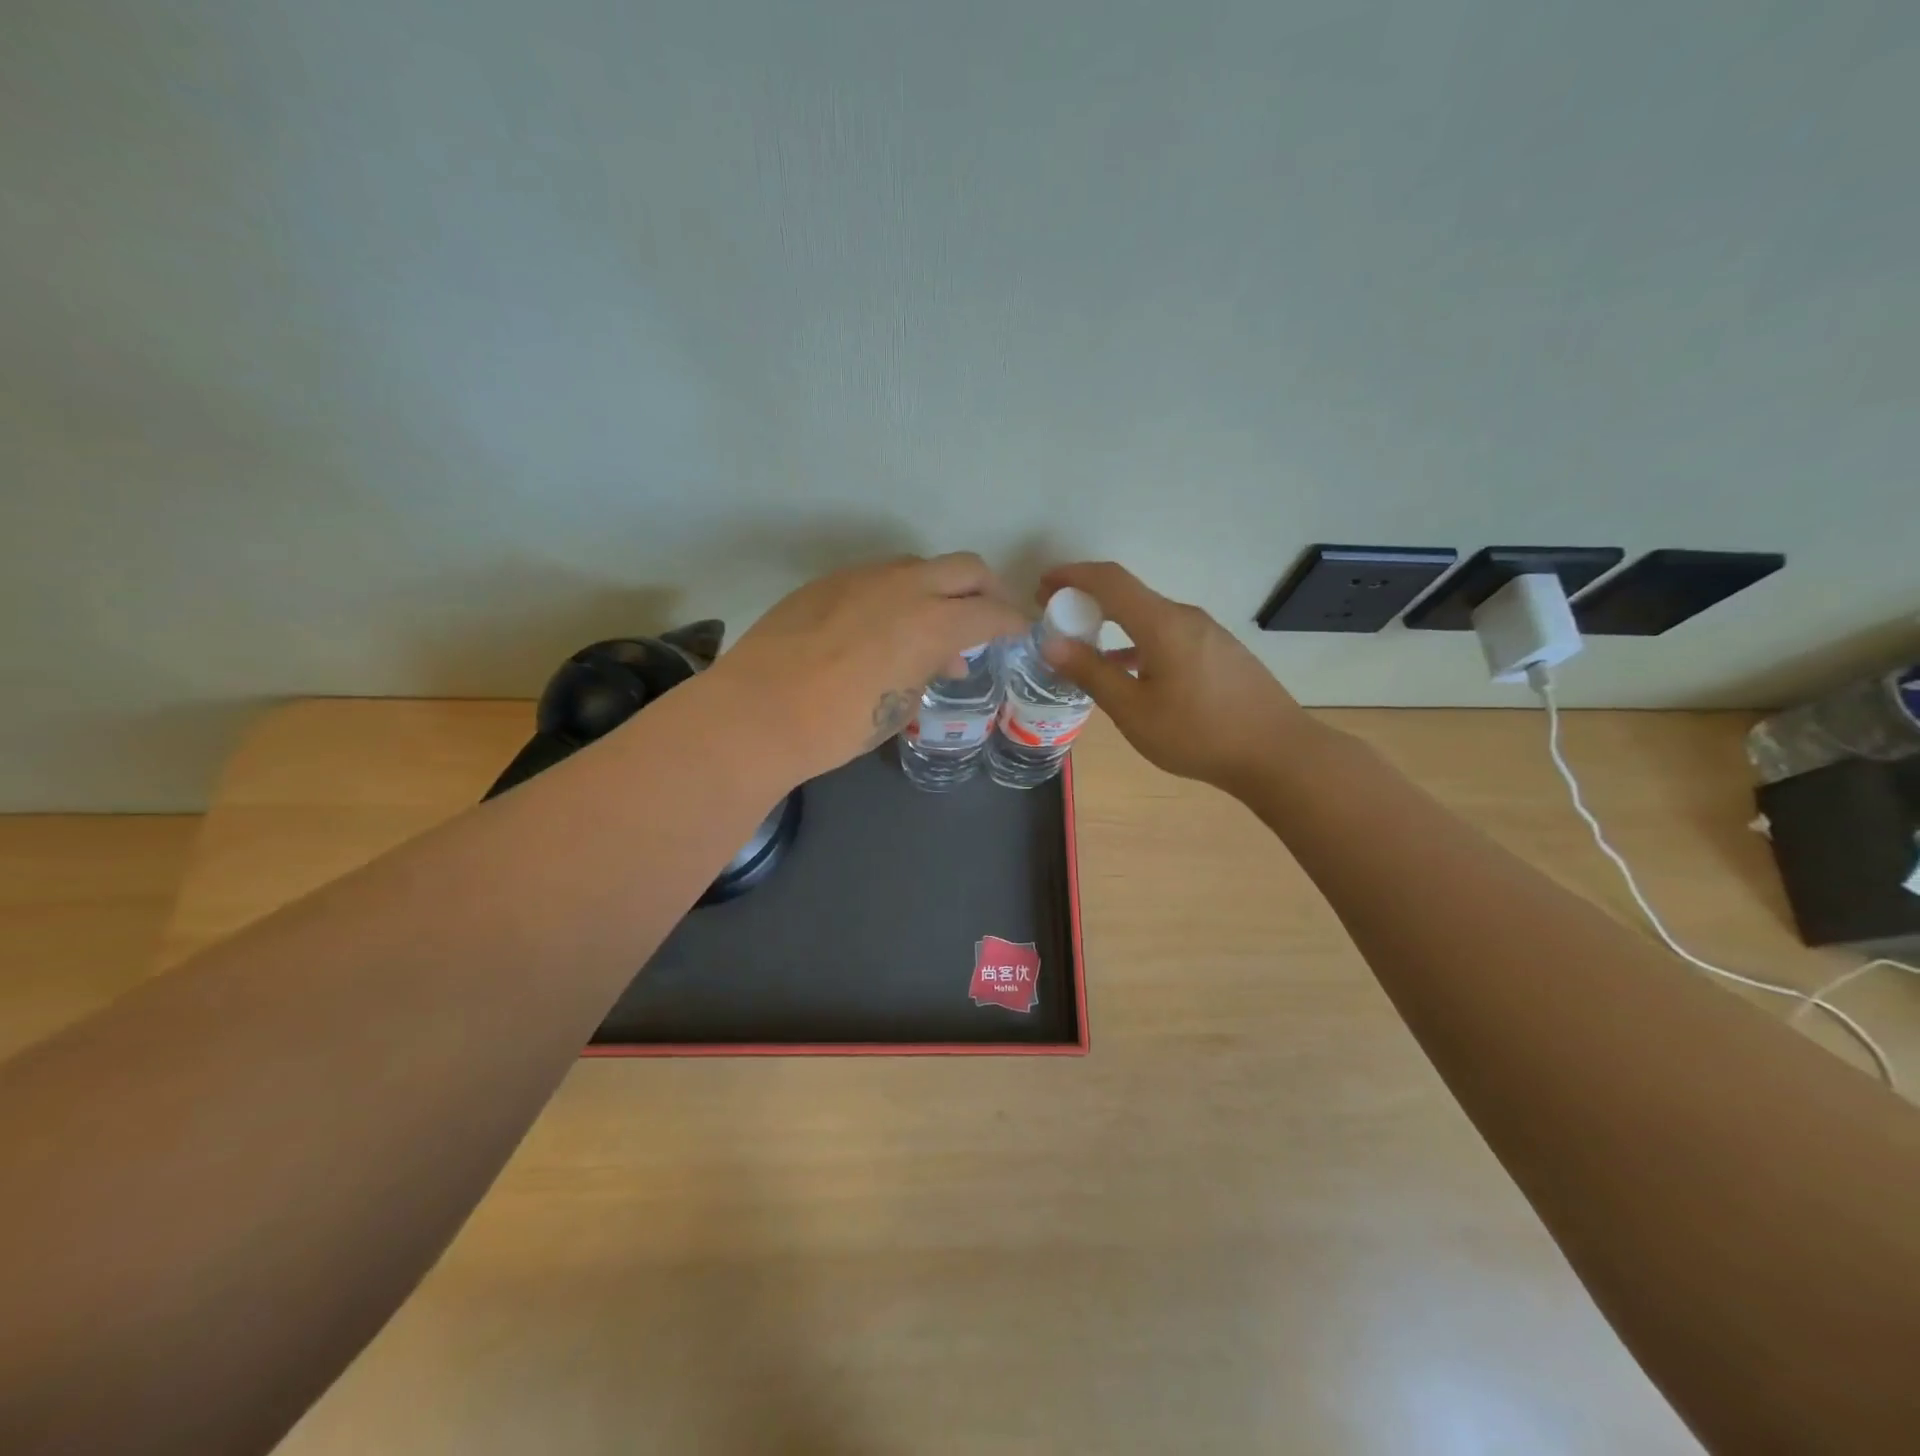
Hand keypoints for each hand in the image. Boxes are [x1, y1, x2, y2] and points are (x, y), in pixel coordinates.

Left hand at [711, 553, 1027, 781]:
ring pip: (918, 566)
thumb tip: (944, 656)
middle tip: (986, 617)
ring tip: (927, 625)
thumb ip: (931, 670)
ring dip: (937, 589)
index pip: (993, 611)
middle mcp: (905, 586)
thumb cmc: (840, 725)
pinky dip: (895, 594)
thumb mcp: (902, 706)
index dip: (1014, 622)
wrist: (759, 713)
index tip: (1020, 632)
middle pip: (966, 568)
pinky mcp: (827, 581)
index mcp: (933, 622)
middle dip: (986, 590)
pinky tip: (878, 626)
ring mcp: (863, 577)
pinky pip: (877, 576)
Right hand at [1037, 562, 1315, 792]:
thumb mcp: (1134, 710)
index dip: (1072, 575)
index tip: (1041, 586)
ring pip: (1149, 617)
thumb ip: (1092, 673)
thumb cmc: (1198, 734)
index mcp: (1162, 623)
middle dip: (1088, 599)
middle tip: (1056, 615)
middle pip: (1129, 595)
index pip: (1110, 580)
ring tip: (1085, 644)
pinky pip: (1168, 634)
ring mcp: (1207, 634)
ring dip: (1113, 622)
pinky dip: (1137, 641)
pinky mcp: (1219, 652)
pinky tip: (1129, 670)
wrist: (1278, 754)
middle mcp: (1186, 617)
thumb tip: (1051, 643)